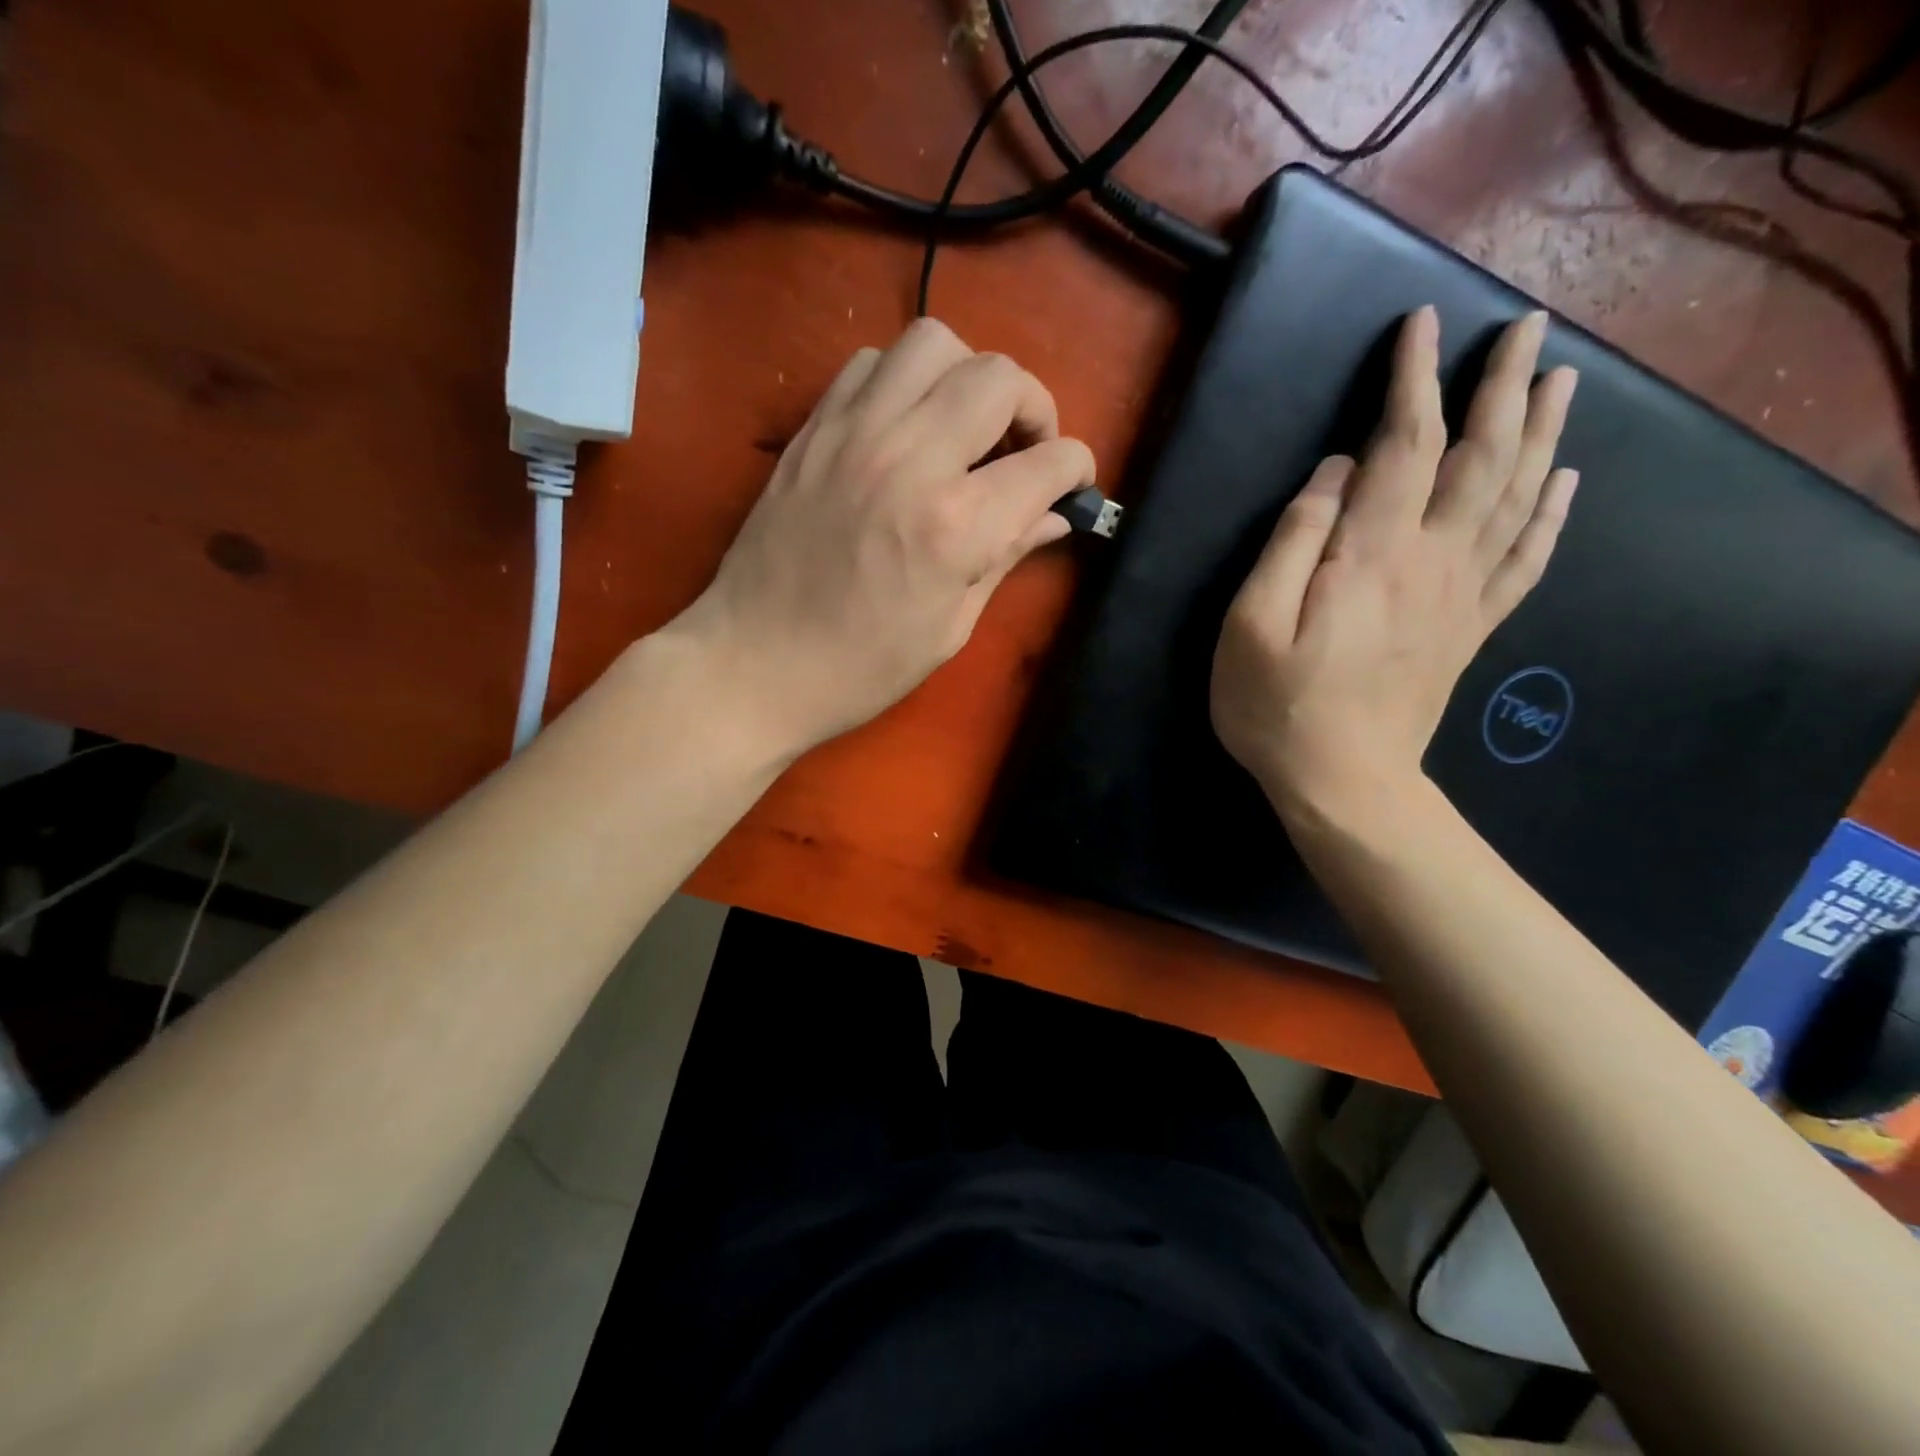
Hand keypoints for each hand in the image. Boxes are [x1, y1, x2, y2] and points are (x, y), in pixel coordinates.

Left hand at [673, 319, 1094, 758]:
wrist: (753, 663)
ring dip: (968, 376)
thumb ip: (1006, 557)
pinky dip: (905, 380)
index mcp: (956, 525)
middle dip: (1033, 408)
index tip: (1070, 488)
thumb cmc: (860, 667)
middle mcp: (910, 458)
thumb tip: (1053, 517)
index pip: (1049, 462)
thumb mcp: (950, 627)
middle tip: (1023, 451)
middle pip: (1000, 377)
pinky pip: (871, 363)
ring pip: (934, 341)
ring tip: (965, 426)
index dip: (1076, 470)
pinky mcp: (814, 428)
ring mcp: (854, 433)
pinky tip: (905, 427)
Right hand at [1211, 306, 1578, 823]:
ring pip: (1515, 497)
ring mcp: (1461, 595)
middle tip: (1526, 328)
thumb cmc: (1277, 707)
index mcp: (1372, 554)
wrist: (1344, 783)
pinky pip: (1524, 561)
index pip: (1404, 445)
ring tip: (1562, 381)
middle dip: (1503, 386)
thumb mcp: (1252, 624)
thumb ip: (1292, 542)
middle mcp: (1432, 560)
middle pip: (1481, 457)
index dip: (1413, 380)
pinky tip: (1565, 483)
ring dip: (1542, 433)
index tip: (1421, 324)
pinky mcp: (1470, 628)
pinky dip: (1550, 515)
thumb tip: (1333, 474)